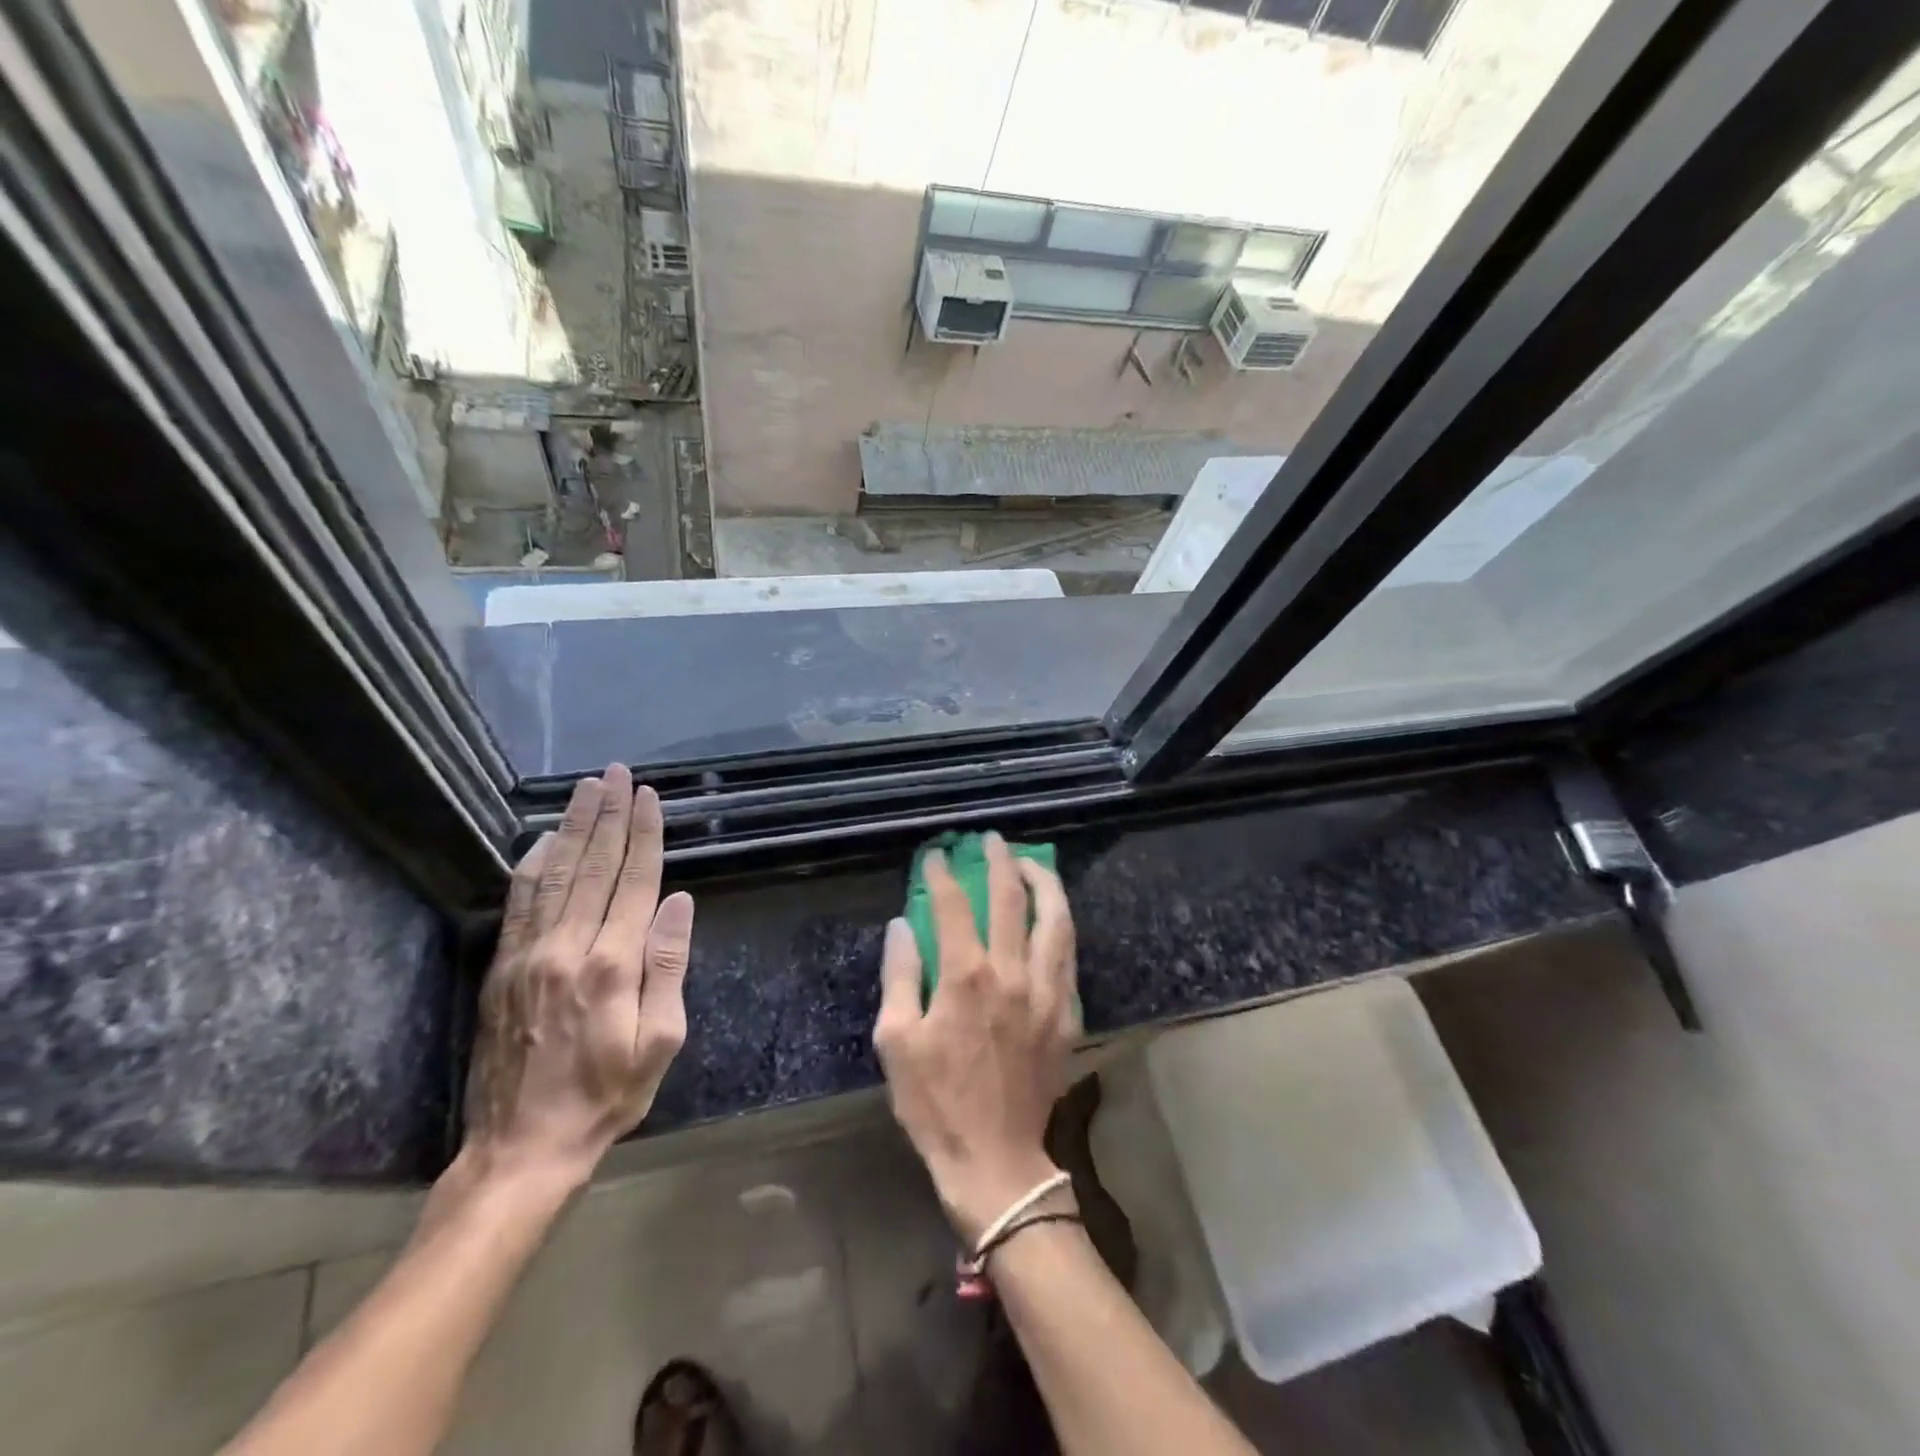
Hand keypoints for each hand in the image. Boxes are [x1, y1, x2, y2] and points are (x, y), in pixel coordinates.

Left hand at [462, 763, 694, 1190]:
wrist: (521, 1148)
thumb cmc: (606, 1096)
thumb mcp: (660, 1040)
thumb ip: (667, 965)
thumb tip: (678, 902)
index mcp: (612, 965)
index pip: (634, 882)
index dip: (643, 835)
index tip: (648, 797)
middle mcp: (568, 948)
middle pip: (593, 867)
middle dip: (608, 816)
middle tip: (616, 773)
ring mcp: (528, 955)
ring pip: (554, 875)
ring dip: (573, 827)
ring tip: (586, 789)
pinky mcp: (503, 968)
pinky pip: (519, 903)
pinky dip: (533, 865)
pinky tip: (544, 840)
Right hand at [873, 833, 1077, 1244]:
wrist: (995, 1159)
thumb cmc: (936, 1103)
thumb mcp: (896, 1042)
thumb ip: (900, 976)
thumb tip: (901, 926)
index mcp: (966, 977)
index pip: (952, 906)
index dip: (942, 874)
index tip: (937, 855)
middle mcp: (1012, 973)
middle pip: (1011, 899)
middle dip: (1000, 862)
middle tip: (992, 841)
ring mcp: (1047, 992)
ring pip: (1055, 920)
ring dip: (1044, 884)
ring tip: (1032, 865)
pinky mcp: (1067, 1014)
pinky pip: (1068, 956)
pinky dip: (1060, 926)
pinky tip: (1052, 919)